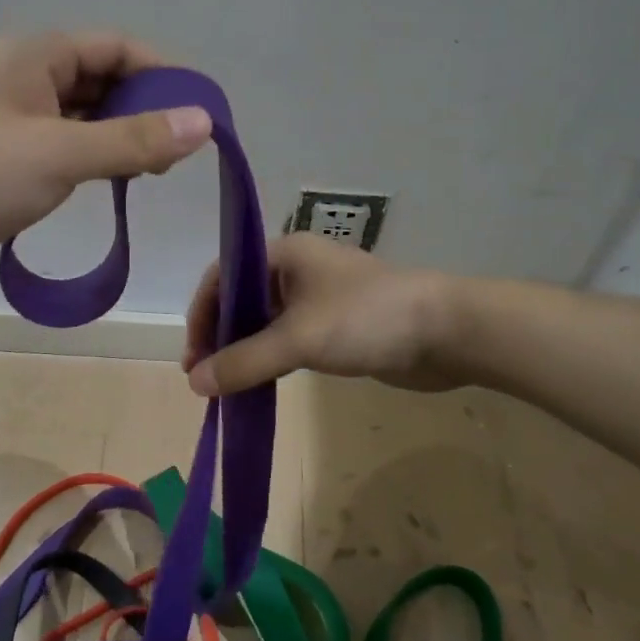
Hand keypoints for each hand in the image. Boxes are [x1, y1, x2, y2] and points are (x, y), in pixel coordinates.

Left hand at [0, 31, 212, 288]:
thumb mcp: (62, 154)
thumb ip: (134, 139)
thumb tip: (203, 123)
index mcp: (35, 56)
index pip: (115, 47)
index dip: (162, 73)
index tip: (199, 109)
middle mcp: (25, 77)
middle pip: (102, 78)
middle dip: (144, 107)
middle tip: (179, 149)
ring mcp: (15, 117)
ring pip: (85, 114)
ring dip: (121, 134)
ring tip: (156, 169)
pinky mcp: (9, 155)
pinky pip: (66, 143)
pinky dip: (95, 155)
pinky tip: (115, 180)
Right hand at [183, 234, 461, 395]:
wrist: (447, 333)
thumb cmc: (367, 319)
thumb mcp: (298, 339)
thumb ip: (244, 361)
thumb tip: (194, 383)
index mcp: (284, 254)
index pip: (224, 277)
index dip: (202, 315)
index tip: (193, 358)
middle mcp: (297, 270)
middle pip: (241, 300)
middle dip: (220, 336)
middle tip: (206, 378)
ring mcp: (319, 298)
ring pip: (266, 323)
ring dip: (244, 351)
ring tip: (226, 386)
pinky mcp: (337, 326)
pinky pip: (290, 340)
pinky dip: (270, 360)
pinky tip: (260, 384)